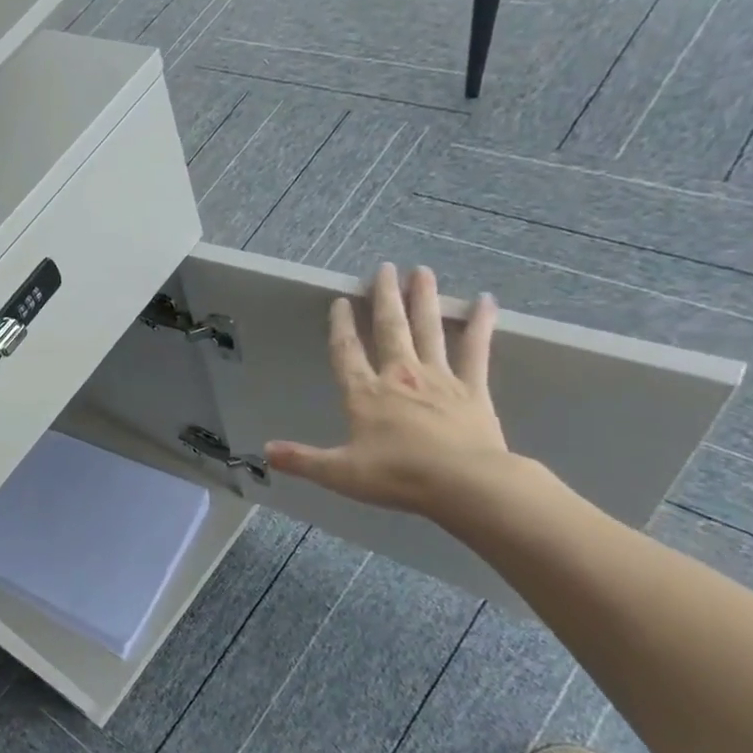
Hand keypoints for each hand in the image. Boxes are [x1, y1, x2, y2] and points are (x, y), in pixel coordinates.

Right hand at [266, 263, 510, 519]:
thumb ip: (302, 460)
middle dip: (384, 298)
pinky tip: (486, 301)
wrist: (465, 484)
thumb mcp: (340, 473)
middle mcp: (399, 377)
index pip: (346, 352)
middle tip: (384, 269)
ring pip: (428, 330)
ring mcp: (439, 379)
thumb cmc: (398, 476)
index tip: (340, 301)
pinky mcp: (473, 389)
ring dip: (423, 299)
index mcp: (365, 395)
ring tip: (421, 271)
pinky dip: (481, 325)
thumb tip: (265, 451)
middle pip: (389, 329)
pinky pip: (477, 351)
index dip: (340, 326)